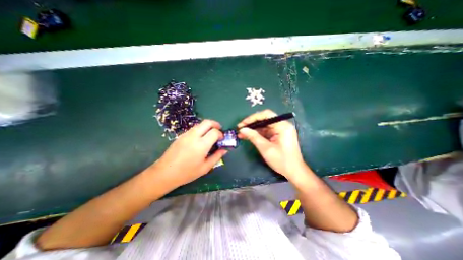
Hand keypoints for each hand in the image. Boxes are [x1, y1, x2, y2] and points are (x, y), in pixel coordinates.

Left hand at [149, 120, 227, 188]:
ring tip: (210, 135)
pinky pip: (194, 129)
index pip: (214, 132)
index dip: (220, 134)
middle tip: (219, 130)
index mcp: (201, 145)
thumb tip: (225, 149)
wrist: (165, 173)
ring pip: (200, 124)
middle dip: (215, 124)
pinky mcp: (181, 135)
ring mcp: (186, 134)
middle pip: (207, 122)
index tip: (222, 139)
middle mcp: (194, 136)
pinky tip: (200, 139)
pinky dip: (201, 130)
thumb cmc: (187, 173)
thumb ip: (217, 157)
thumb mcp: (205, 167)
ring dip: (207, 127)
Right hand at [237, 108, 305, 178]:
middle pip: (264, 119)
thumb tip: (242, 129)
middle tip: (240, 128)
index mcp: (283, 126)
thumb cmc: (282, 161)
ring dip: (253, 129)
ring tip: (241, 133)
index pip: (266, 115)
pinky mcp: (278, 135)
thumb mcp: (266, 148)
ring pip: (264, 126)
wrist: (294, 172)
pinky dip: (258, 134)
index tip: (242, 124)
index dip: (252, 118)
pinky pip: (266, 131)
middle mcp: (282, 125)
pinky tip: (249, 136)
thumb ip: (253, 137)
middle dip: (251, 124)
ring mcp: (281, 130)